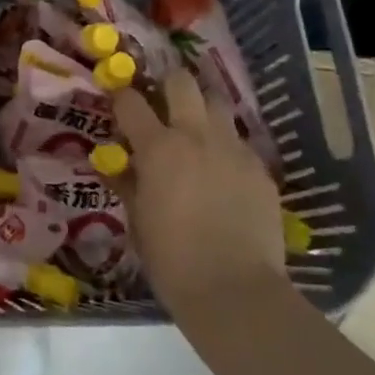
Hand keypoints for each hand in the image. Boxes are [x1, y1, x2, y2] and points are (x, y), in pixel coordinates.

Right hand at [110, 68, 289, 322]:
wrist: (236, 292)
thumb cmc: (173, 260)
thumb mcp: (137, 220)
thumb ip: (126, 183)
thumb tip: (114, 165)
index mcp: (158, 147)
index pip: (131, 101)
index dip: (121, 97)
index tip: (119, 103)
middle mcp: (195, 136)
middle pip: (182, 81)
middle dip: (169, 84)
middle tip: (163, 101)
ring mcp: (232, 149)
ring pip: (217, 103)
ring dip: (203, 109)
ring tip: (197, 130)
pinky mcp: (260, 168)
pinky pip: (239, 142)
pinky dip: (226, 147)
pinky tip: (224, 173)